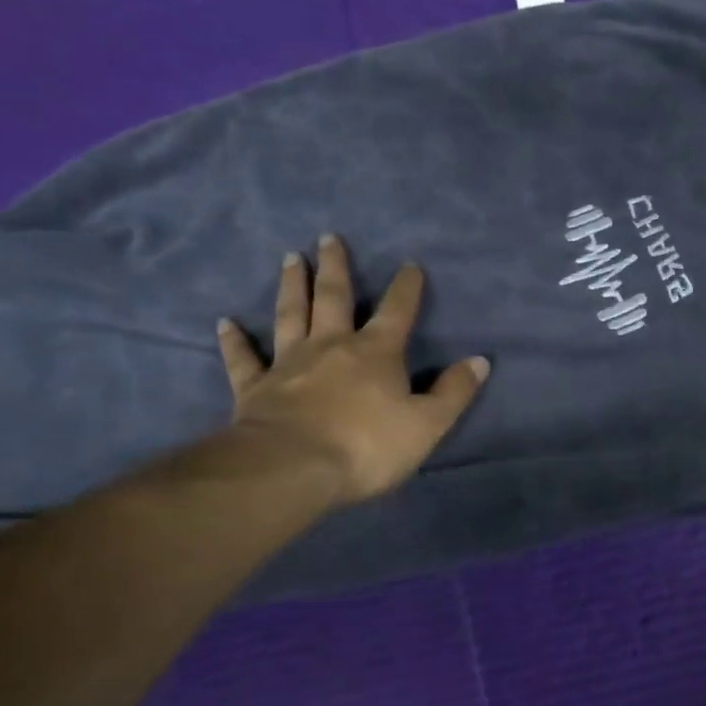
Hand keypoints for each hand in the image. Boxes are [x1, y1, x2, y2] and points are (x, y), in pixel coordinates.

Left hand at [215, 236, 488, 506]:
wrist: (293, 468)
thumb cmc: (367, 446)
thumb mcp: (427, 424)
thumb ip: (454, 392)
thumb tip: (480, 361)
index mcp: (376, 354)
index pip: (397, 312)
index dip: (406, 288)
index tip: (409, 265)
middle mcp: (331, 347)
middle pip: (334, 299)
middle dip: (336, 268)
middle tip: (329, 238)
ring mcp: (289, 364)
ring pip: (290, 315)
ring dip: (292, 286)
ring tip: (290, 257)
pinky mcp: (255, 388)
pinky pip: (243, 359)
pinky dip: (234, 340)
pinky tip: (225, 322)